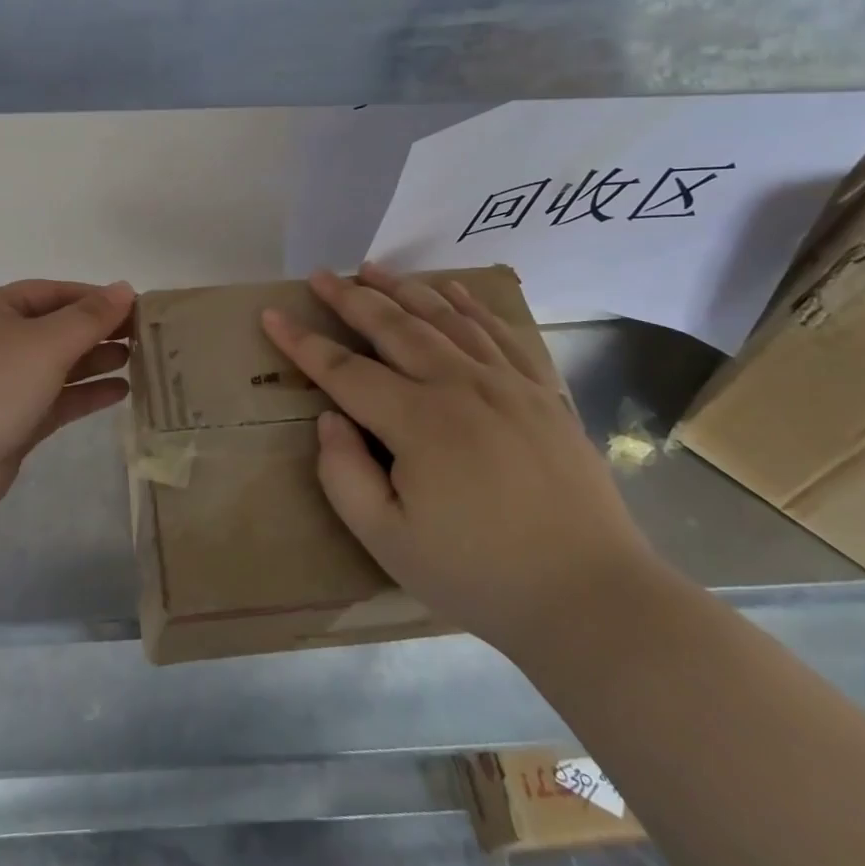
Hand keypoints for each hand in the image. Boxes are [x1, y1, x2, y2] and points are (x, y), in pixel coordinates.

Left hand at [0, 279, 134, 498]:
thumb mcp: (47, 343)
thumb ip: (90, 316)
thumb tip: (125, 288)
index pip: (52, 292)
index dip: (94, 297)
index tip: (135, 306)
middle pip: (57, 327)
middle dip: (99, 330)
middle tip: (144, 336)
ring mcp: (2, 382)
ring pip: (58, 364)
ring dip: (96, 360)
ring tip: (138, 361)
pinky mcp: (12, 419)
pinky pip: (56, 397)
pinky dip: (86, 393)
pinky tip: (121, 392)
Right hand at [260, 263, 658, 655]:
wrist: (592, 597)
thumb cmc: (479, 576)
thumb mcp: (388, 542)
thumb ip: (344, 476)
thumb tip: (330, 418)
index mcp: (418, 422)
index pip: (344, 370)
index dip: (302, 341)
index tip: (272, 313)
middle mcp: (460, 386)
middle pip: (393, 327)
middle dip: (350, 298)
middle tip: (321, 275)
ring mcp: (507, 384)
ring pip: (444, 318)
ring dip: (403, 288)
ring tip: (372, 268)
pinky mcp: (542, 393)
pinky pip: (500, 333)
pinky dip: (470, 305)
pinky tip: (451, 290)